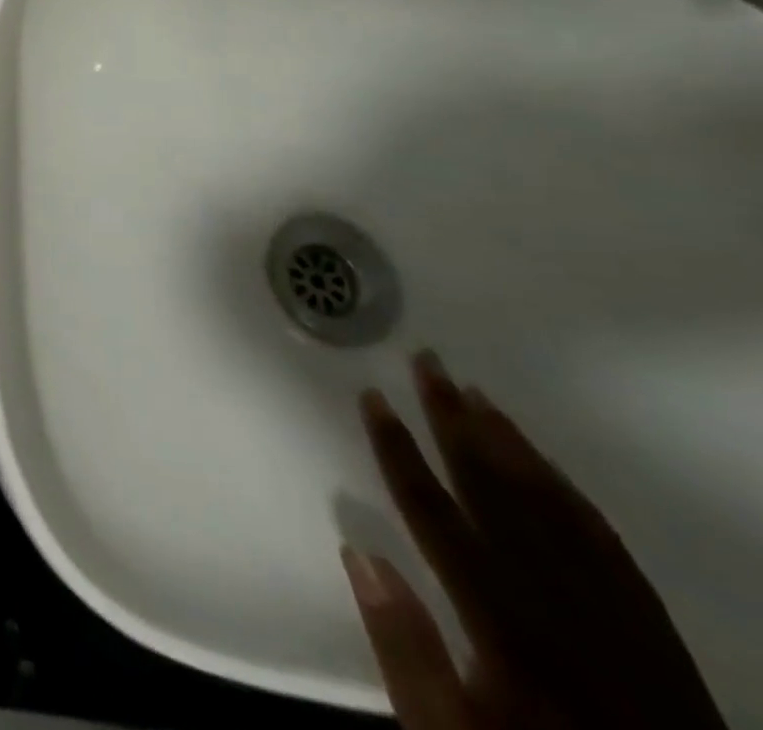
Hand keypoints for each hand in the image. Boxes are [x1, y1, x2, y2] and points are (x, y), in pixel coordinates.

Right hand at [346, 352, 725, 729]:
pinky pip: (609, 546)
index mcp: (504, 629)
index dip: (399, 451)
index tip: (372, 395)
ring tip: (475, 393)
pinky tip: (544, 463)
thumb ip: (405, 651)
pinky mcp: (654, 633)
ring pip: (556, 511)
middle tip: (428, 361)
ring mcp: (616, 618)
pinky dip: (571, 495)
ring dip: (511, 446)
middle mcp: (562, 610)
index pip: (437, 517)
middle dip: (456, 424)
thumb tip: (359, 553)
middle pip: (498, 497)